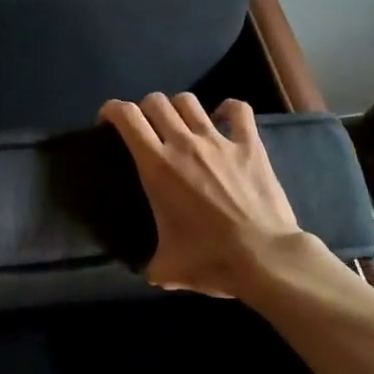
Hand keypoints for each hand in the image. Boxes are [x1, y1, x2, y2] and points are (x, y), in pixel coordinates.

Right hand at [99, 93, 317, 298]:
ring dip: (179, 108)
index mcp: (157, 165)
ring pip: (189, 101)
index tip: (109, 121)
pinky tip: (224, 118)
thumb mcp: (168, 268)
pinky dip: (228, 109)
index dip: (112, 110)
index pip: (127, 116)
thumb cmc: (211, 260)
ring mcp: (218, 141)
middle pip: (156, 102)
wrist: (265, 259)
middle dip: (145, 109)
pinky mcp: (249, 145)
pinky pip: (238, 110)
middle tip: (147, 129)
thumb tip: (150, 272)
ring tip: (181, 124)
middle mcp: (183, 143)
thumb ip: (152, 264)